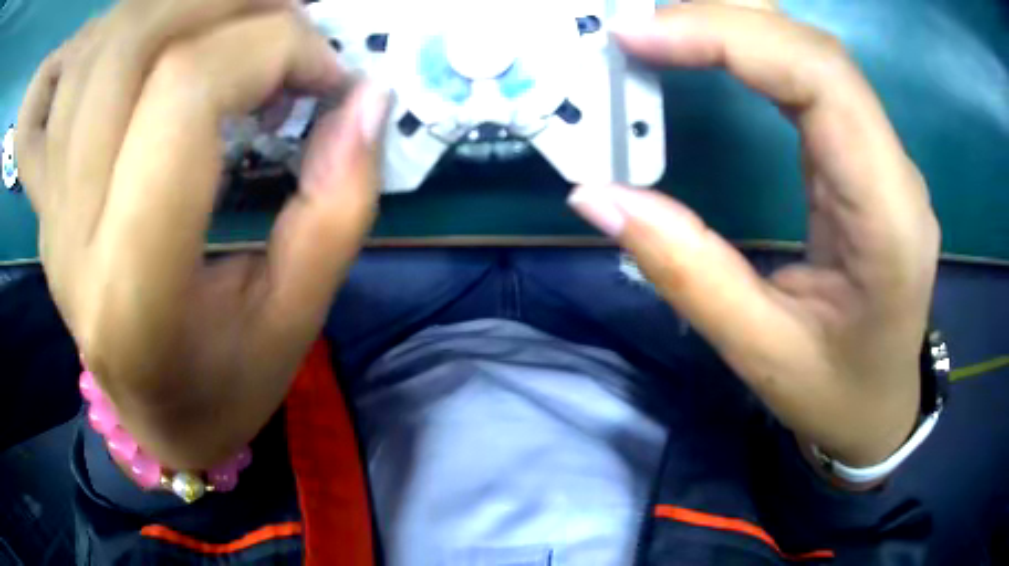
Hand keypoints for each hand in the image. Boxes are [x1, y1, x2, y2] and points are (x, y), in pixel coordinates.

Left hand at [16, 0, 387, 468]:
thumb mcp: (297, 318)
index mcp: (132, 289)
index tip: (326, 74)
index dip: (271, 50)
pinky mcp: (47, 190)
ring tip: (236, 22)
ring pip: (96, 46)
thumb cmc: (225, 387)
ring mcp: (49, 205)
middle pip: (131, 46)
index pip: (184, 95)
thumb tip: (367, 97)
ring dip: (177, 6)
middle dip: (226, 3)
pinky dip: (125, 30)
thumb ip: (340, 204)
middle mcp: (70, 235)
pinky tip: (168, 41)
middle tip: (288, 19)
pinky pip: (72, 72)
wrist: (152, 417)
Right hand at [570, 4, 939, 467]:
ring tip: (662, 33)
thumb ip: (685, 270)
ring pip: (814, 56)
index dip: (728, 35)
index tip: (637, 37)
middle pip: (816, 52)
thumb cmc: (837, 394)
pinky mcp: (865, 159)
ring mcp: (884, 159)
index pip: (821, 79)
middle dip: (722, 21)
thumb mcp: (760, 353)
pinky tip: (710, 52)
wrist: (881, 409)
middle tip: (636, 30)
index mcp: (887, 217)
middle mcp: (894, 171)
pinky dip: (753, 53)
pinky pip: (812, 81)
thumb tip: (596, 195)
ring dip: (736, 28)